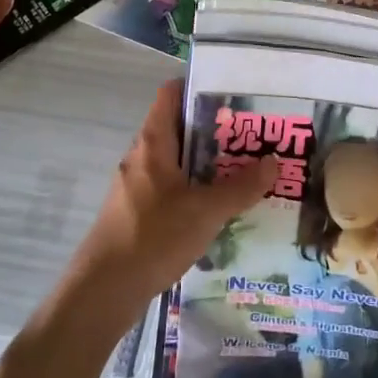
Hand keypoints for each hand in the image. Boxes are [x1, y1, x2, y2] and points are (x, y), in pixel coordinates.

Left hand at [63, 80, 274, 322]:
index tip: (235, 94)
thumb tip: (273, 161)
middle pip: (180, 127)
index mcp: (153, 142)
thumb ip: (241, 186)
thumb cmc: (153, 237)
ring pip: (177, 161)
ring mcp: (137, 185)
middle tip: (253, 135)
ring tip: (245, 169)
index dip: (200, 86)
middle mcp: (142, 156)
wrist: (104, 291)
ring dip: (208, 162)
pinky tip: (220, 206)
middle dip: (216, 129)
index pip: (172, 93)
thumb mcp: (206, 211)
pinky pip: (172, 187)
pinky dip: (195, 189)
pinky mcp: (137, 212)